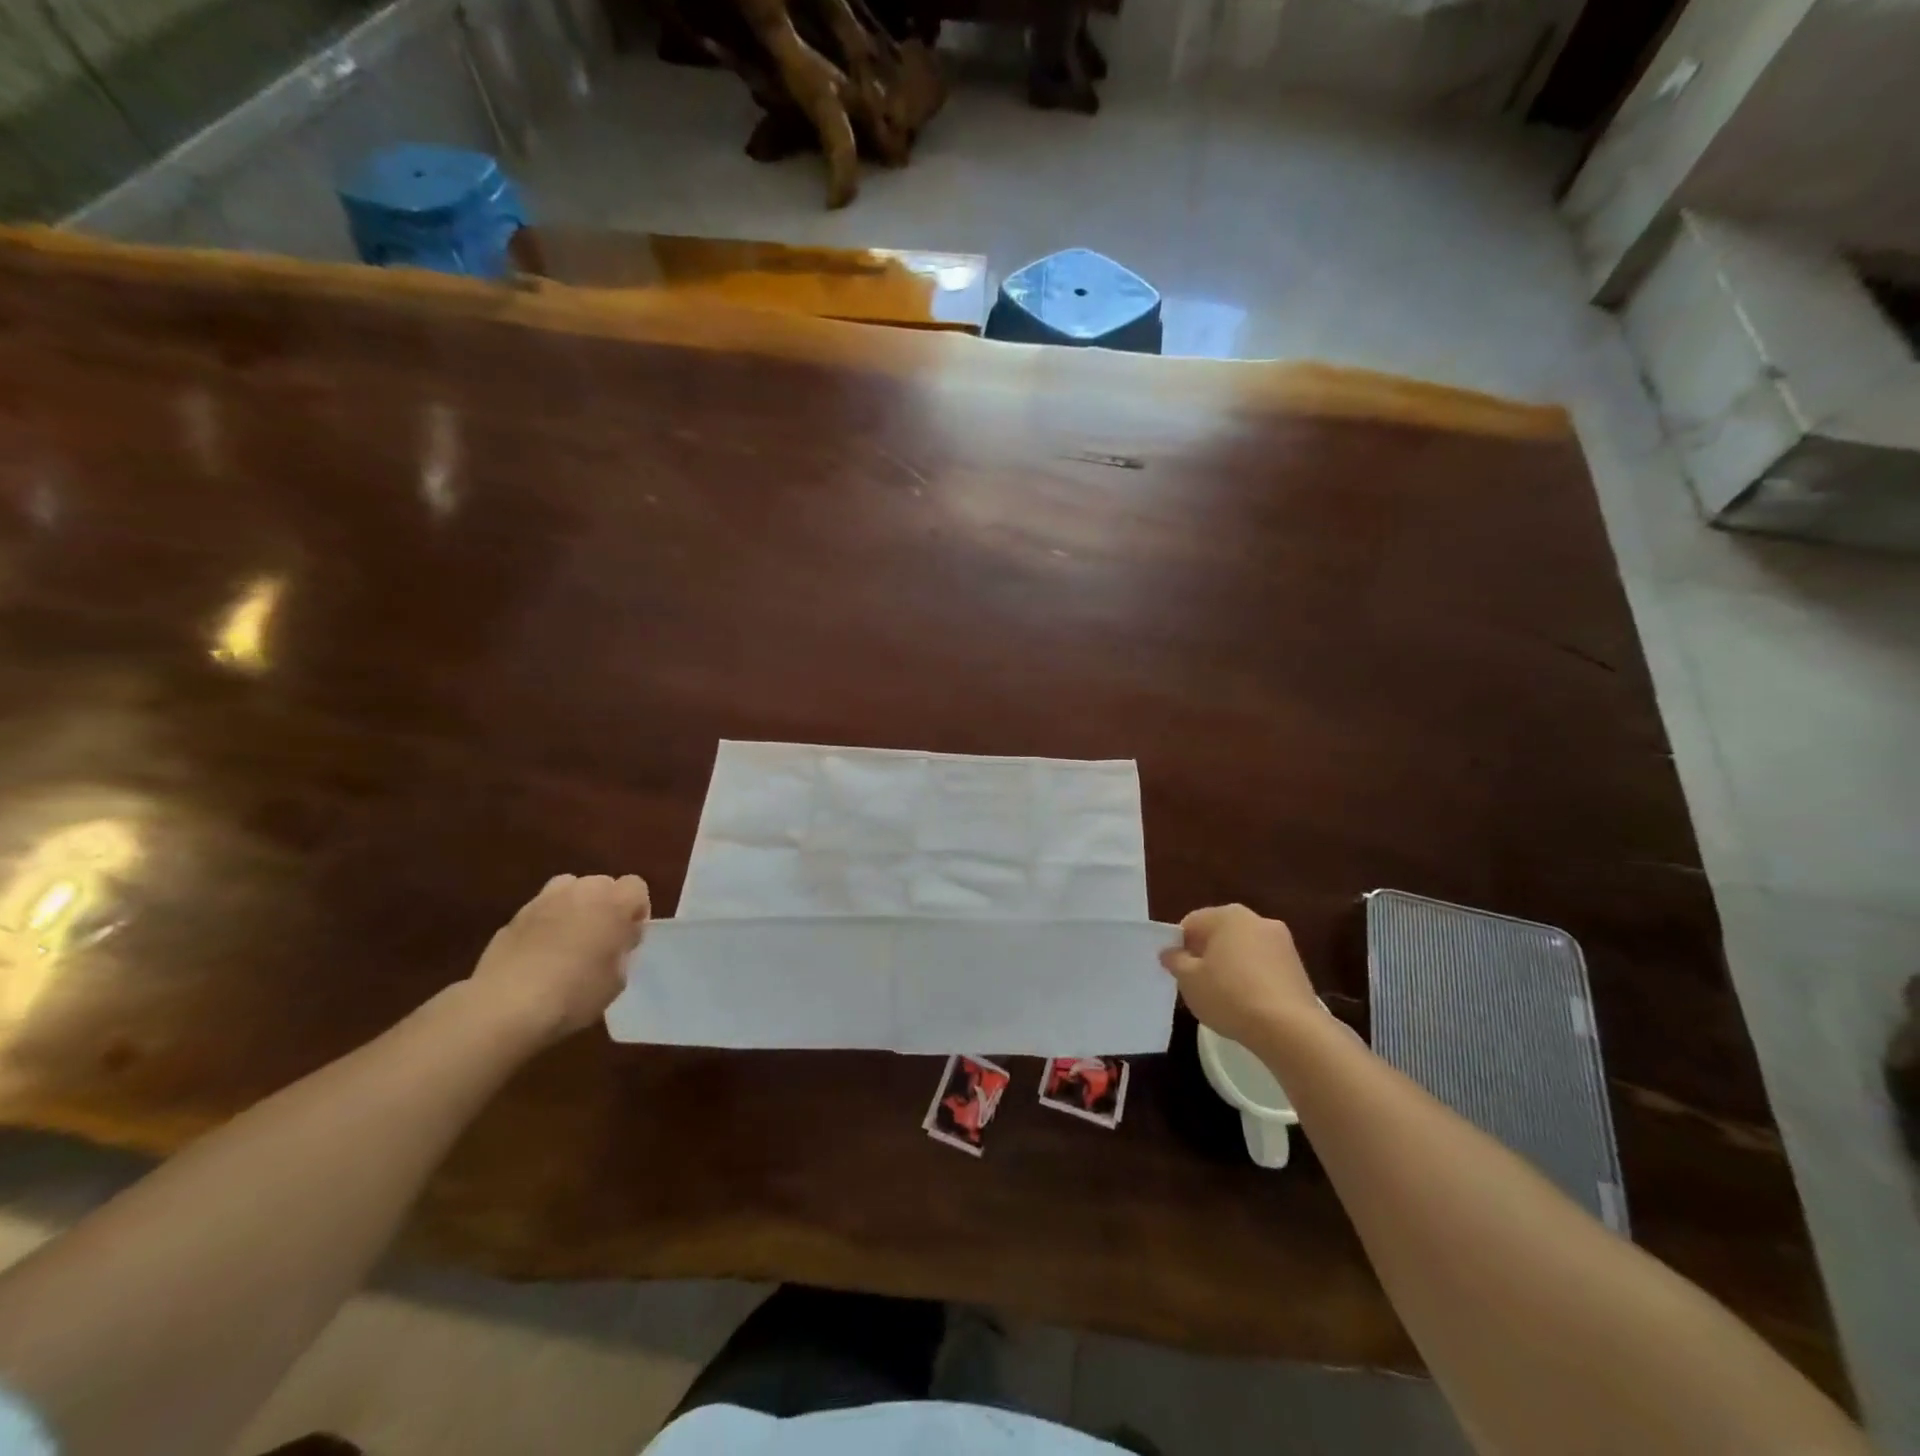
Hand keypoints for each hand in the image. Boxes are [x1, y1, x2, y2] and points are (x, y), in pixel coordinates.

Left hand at [468, 874, 649, 1042]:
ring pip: (568, 889)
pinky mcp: (514, 917)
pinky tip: (538, 954)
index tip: (628, 937)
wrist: (506, 1007)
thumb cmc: (575, 994)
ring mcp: (543, 901)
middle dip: (605, 905)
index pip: (636, 887)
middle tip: (601, 939)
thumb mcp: (617, 980)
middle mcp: (581, 891)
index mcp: (614, 903)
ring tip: (569, 938)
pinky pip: (540, 910)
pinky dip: (545, 923)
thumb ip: (622, 950)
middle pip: (602, 884)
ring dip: (574, 906)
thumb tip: (616, 941)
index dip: (636, 910)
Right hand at [1159, 904, 1316, 1046]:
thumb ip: (1175, 960)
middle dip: (1207, 954)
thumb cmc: (1230, 996)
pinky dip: (1253, 977)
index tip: (1179, 972)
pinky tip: (1249, 1003)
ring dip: (1231, 965)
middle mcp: (1256, 919)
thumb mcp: (1189, 980)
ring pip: (1244, 949)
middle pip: (1220, 933)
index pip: (1192, 923)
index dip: (1180, 946)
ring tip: (1225, 997)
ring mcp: (1282, 942)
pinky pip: (1264, 965)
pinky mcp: (1298, 966)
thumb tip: (1170, 952)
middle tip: (1199, 983)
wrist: (1290, 1029)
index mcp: (1227, 915)